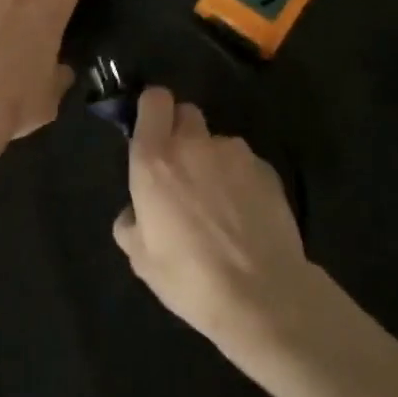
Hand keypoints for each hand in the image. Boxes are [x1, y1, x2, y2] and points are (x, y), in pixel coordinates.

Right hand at [112, 87, 314, 362]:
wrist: (263, 297)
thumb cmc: (190, 278)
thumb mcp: (142, 260)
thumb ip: (131, 224)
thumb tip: (134, 213)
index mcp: (155, 159)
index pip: (154, 99)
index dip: (153, 111)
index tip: (153, 133)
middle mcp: (193, 144)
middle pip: (186, 113)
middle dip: (182, 133)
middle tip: (183, 172)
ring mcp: (234, 153)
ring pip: (217, 142)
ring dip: (213, 161)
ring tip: (221, 206)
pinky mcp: (266, 169)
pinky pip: (245, 164)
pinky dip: (242, 181)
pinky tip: (247, 217)